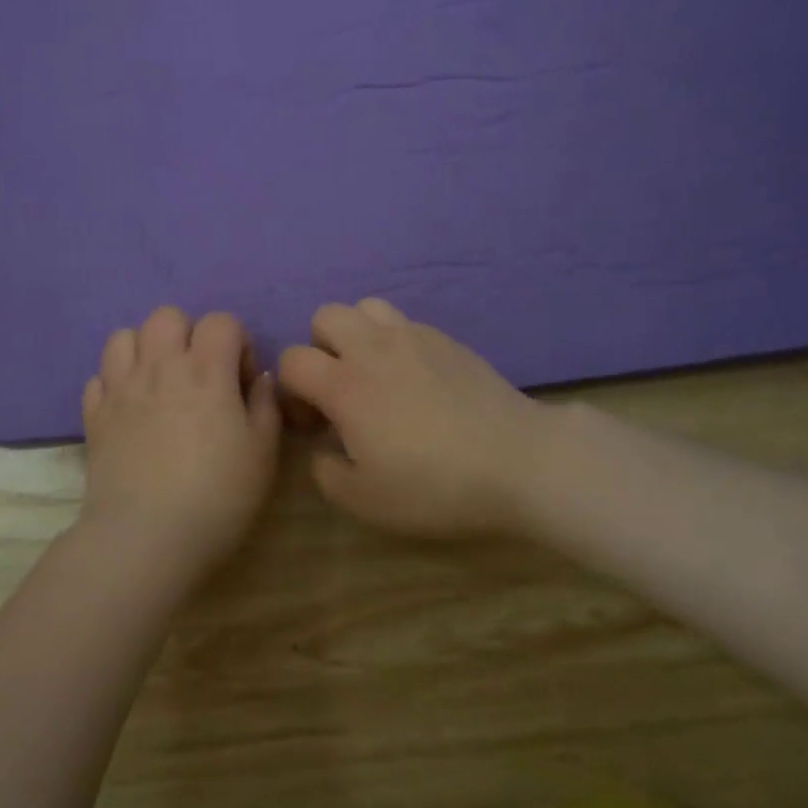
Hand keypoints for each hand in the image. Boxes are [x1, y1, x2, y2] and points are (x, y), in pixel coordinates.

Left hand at [80, 307, 280, 579]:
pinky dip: (115, 384)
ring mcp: (120, 388)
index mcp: (206, 370)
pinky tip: (129, 409)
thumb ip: (265, 405)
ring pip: (124, 336)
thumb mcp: (263, 453)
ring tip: (158, 383)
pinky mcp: (94, 415)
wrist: (147, 538)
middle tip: (199, 374)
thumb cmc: (218, 496)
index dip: (237, 343)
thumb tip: (259, 379)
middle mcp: (160, 366)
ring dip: (145, 350)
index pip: (221, 321)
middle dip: (188, 335)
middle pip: (168, 316)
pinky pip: (99, 377)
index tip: (240, 381)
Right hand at [278, 300, 556, 538]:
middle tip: (341, 388)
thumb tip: (324, 450)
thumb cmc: (436, 486)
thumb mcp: (368, 501)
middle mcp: (372, 348)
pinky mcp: (446, 337)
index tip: (314, 423)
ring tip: (375, 372)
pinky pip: (404, 322)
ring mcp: (412, 336)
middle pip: (324, 316)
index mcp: (345, 385)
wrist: (517, 460)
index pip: (291, 360)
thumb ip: (328, 474)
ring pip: (365, 306)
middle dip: (320, 348)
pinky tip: (415, 377)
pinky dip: (395, 340)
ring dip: (357, 333)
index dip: (290, 390)